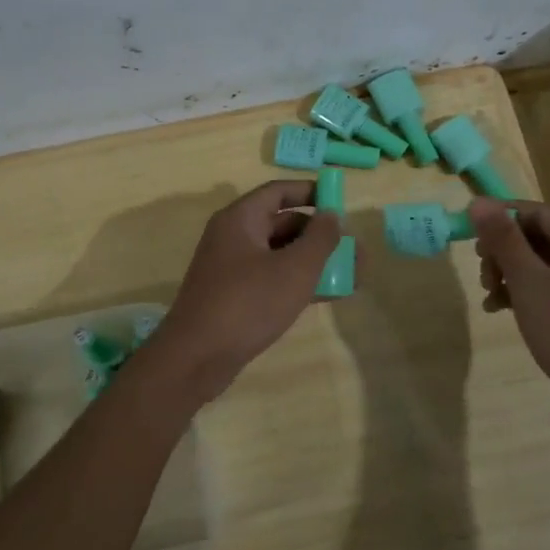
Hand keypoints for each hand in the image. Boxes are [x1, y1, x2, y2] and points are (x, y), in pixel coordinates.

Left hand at [139, 181, 342, 404]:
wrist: (197, 357)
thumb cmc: (248, 303)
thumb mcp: (294, 269)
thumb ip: (320, 238)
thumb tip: (331, 214)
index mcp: (240, 219)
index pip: (278, 192)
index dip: (310, 192)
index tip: (340, 201)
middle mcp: (232, 237)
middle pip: (281, 223)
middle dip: (319, 233)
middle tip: (353, 246)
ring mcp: (231, 269)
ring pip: (279, 255)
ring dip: (313, 261)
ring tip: (351, 273)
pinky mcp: (233, 297)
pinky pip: (271, 279)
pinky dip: (297, 282)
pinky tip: (328, 295)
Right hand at [469, 197, 549, 451]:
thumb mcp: (531, 286)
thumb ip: (504, 241)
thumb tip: (478, 201)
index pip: (533, 211)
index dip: (497, 221)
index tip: (468, 243)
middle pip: (540, 233)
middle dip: (504, 252)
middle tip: (484, 280)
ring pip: (547, 260)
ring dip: (514, 273)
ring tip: (492, 300)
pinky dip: (532, 290)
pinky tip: (510, 311)